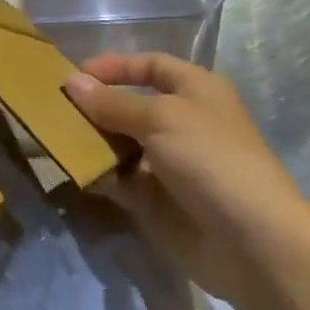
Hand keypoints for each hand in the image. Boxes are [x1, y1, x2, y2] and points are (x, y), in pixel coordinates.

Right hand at [64, 54, 309, 302]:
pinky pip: (122, 180)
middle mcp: (183, 122)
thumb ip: (112, 102)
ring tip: (56, 139)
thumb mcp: (160, 118)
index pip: (150, 65)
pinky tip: (75, 172)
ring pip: (121, 144)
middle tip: (55, 109)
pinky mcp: (160, 201)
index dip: (115, 66)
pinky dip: (100, 175)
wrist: (254, 244)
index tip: (75, 75)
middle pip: (131, 105)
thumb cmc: (211, 159)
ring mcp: (171, 164)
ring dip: (92, 141)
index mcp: (196, 90)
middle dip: (95, 107)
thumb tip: (71, 81)